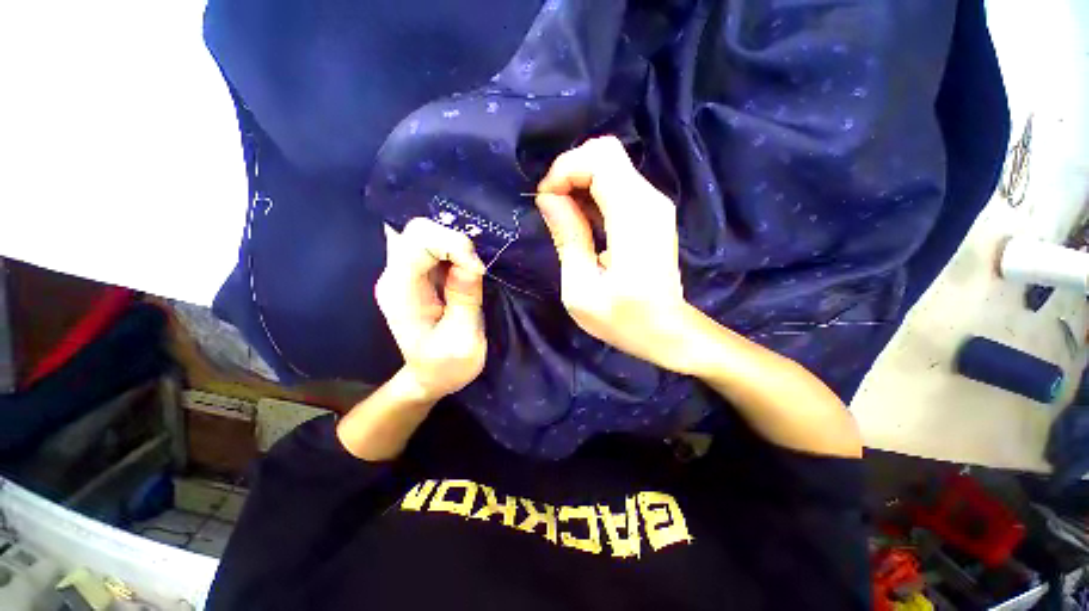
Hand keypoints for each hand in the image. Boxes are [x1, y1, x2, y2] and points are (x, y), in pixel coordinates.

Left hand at [374, 218, 487, 402]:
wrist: (430, 378)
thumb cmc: (447, 366)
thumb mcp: (463, 338)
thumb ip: (465, 298)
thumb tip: (470, 260)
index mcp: (400, 291)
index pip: (418, 242)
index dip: (453, 245)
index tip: (479, 270)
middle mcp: (395, 275)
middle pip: (416, 230)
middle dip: (452, 237)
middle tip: (478, 263)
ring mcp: (404, 273)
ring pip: (423, 233)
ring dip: (453, 240)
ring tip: (476, 261)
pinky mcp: (418, 275)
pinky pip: (432, 245)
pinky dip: (452, 246)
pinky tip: (468, 261)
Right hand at [535, 136, 697, 372]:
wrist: (667, 332)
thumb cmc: (623, 319)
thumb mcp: (581, 288)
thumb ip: (567, 237)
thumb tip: (548, 198)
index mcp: (633, 217)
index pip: (599, 158)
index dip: (564, 170)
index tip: (545, 201)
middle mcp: (650, 200)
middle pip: (606, 152)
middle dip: (569, 171)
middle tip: (552, 206)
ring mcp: (655, 205)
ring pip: (610, 165)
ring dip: (579, 182)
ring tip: (563, 217)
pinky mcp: (652, 213)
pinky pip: (617, 184)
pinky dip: (592, 193)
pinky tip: (581, 220)